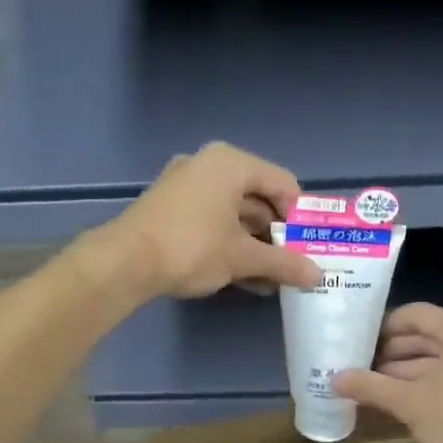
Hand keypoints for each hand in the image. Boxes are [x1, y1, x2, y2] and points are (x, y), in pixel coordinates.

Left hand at [96, 142, 323, 299]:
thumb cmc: (191, 247)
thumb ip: (284, 263)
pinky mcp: (172, 209)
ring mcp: (187, 186)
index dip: (301, 217)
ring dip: (256, 246)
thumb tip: (318, 276)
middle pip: (259, 198)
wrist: (124, 263)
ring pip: (236, 214)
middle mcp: (209, 165)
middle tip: (295, 264)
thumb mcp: (243, 257)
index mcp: (231, 163)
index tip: (311, 246)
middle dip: (278, 235)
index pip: (284, 184)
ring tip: (275, 278)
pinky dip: (232, 245)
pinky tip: (248, 278)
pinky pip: (214, 222)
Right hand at [334, 303, 442, 442]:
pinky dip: (427, 386)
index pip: (415, 314)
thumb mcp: (410, 402)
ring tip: (374, 389)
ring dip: (406, 373)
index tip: (358, 342)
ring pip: (439, 361)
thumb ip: (372, 387)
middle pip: (428, 337)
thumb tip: (334, 379)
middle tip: (360, 368)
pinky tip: (402, 404)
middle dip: (392, 354)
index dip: (384, 326)